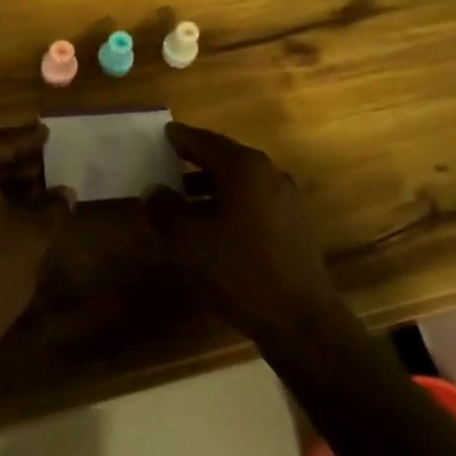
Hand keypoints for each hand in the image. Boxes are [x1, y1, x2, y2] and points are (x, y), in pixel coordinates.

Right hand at [145, 122, 344, 344]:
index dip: (182, 138)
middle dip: (195, 162)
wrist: (301, 322)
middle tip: (168, 163)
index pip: (206, 141)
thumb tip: (153, 191)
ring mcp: (286, 200)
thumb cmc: (241, 271)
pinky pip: (253, 203)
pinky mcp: (294, 227)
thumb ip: (165, 210)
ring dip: (211, 187)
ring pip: (240, 183)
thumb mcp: (190, 242)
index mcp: (245, 168)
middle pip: (225, 159)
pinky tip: (213, 228)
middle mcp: (269, 174)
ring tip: (183, 201)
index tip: (164, 134)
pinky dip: (230, 205)